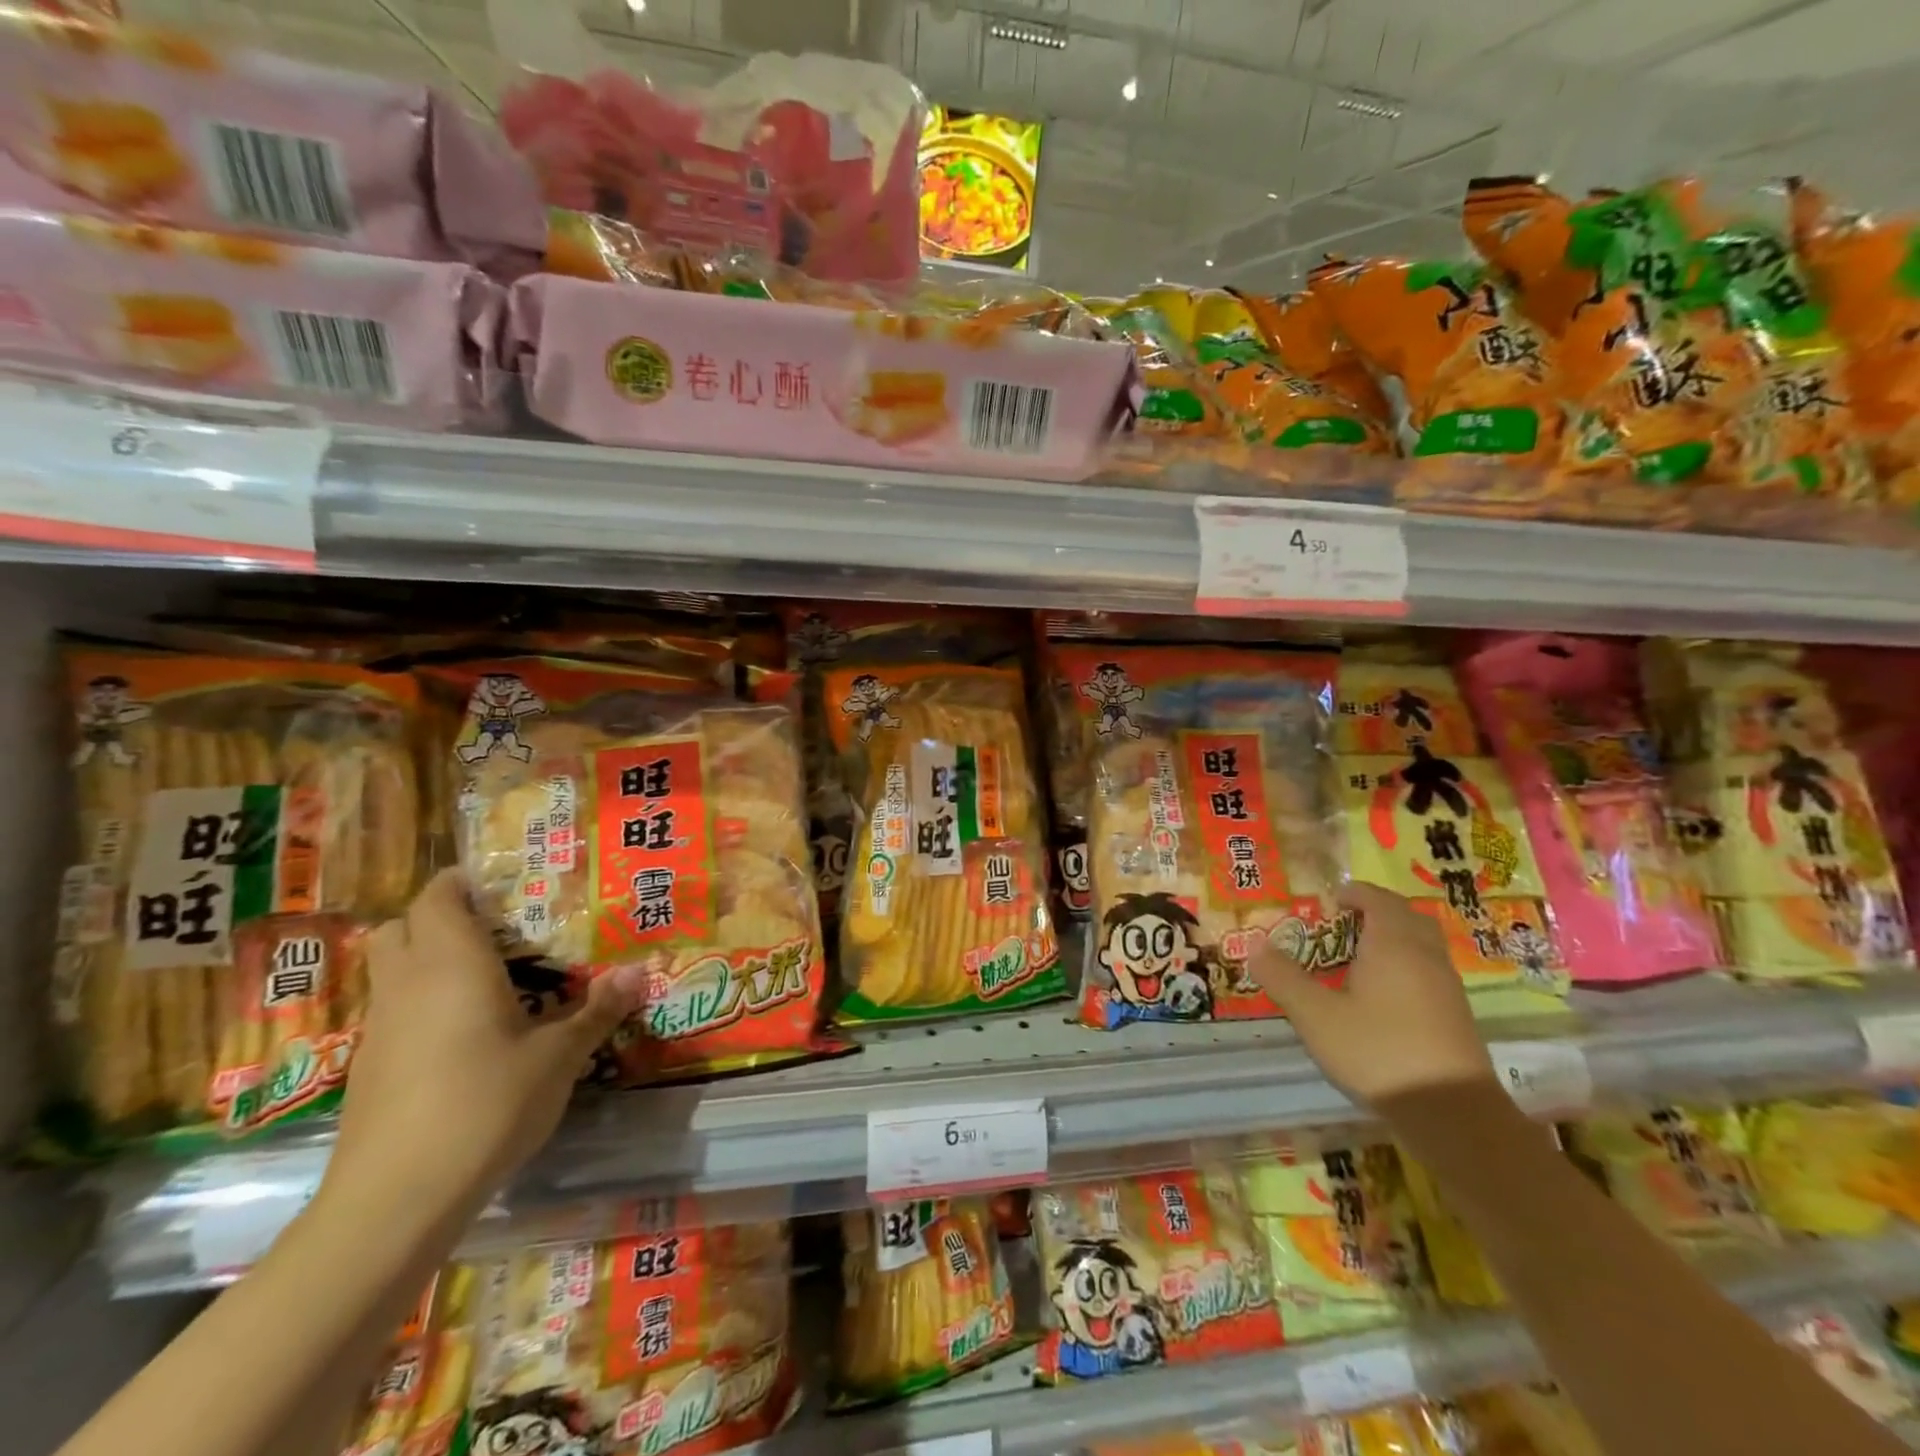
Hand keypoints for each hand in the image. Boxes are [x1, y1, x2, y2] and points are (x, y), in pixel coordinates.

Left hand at [324, 869, 639, 1221]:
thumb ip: (596, 1011)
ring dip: (430, 962)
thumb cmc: (485, 1105)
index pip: (437, 897)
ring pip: (393, 972)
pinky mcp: (369, 1070)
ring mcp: (380, 1030)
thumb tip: (639, 973)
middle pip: (402, 927)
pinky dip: (423, 1005)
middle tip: (497, 928)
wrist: (394, 1200)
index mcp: (451, 964)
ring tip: (490, 979)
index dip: (461, 881)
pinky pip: (395, 1012)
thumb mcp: (558, 1057)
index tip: (502, 883)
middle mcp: (407, 985)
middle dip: (440, 917)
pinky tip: (466, 1036)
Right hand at [1248, 881, 1494, 1109]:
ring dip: (1391, 939)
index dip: (1352, 894)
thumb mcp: (1316, 1016)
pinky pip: (1428, 970)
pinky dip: (1404, 966)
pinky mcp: (1456, 1014)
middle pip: (1404, 915)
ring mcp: (1446, 985)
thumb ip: (1284, 977)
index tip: (1327, 903)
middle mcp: (1424, 954)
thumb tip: (1255, 946)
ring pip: (1420, 943)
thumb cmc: (1378, 1051)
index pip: (1376, 898)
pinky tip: (1380, 997)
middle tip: (1341, 926)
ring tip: (1355, 960)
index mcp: (1392, 943)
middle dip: (1374, 912)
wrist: (1452, 1114)